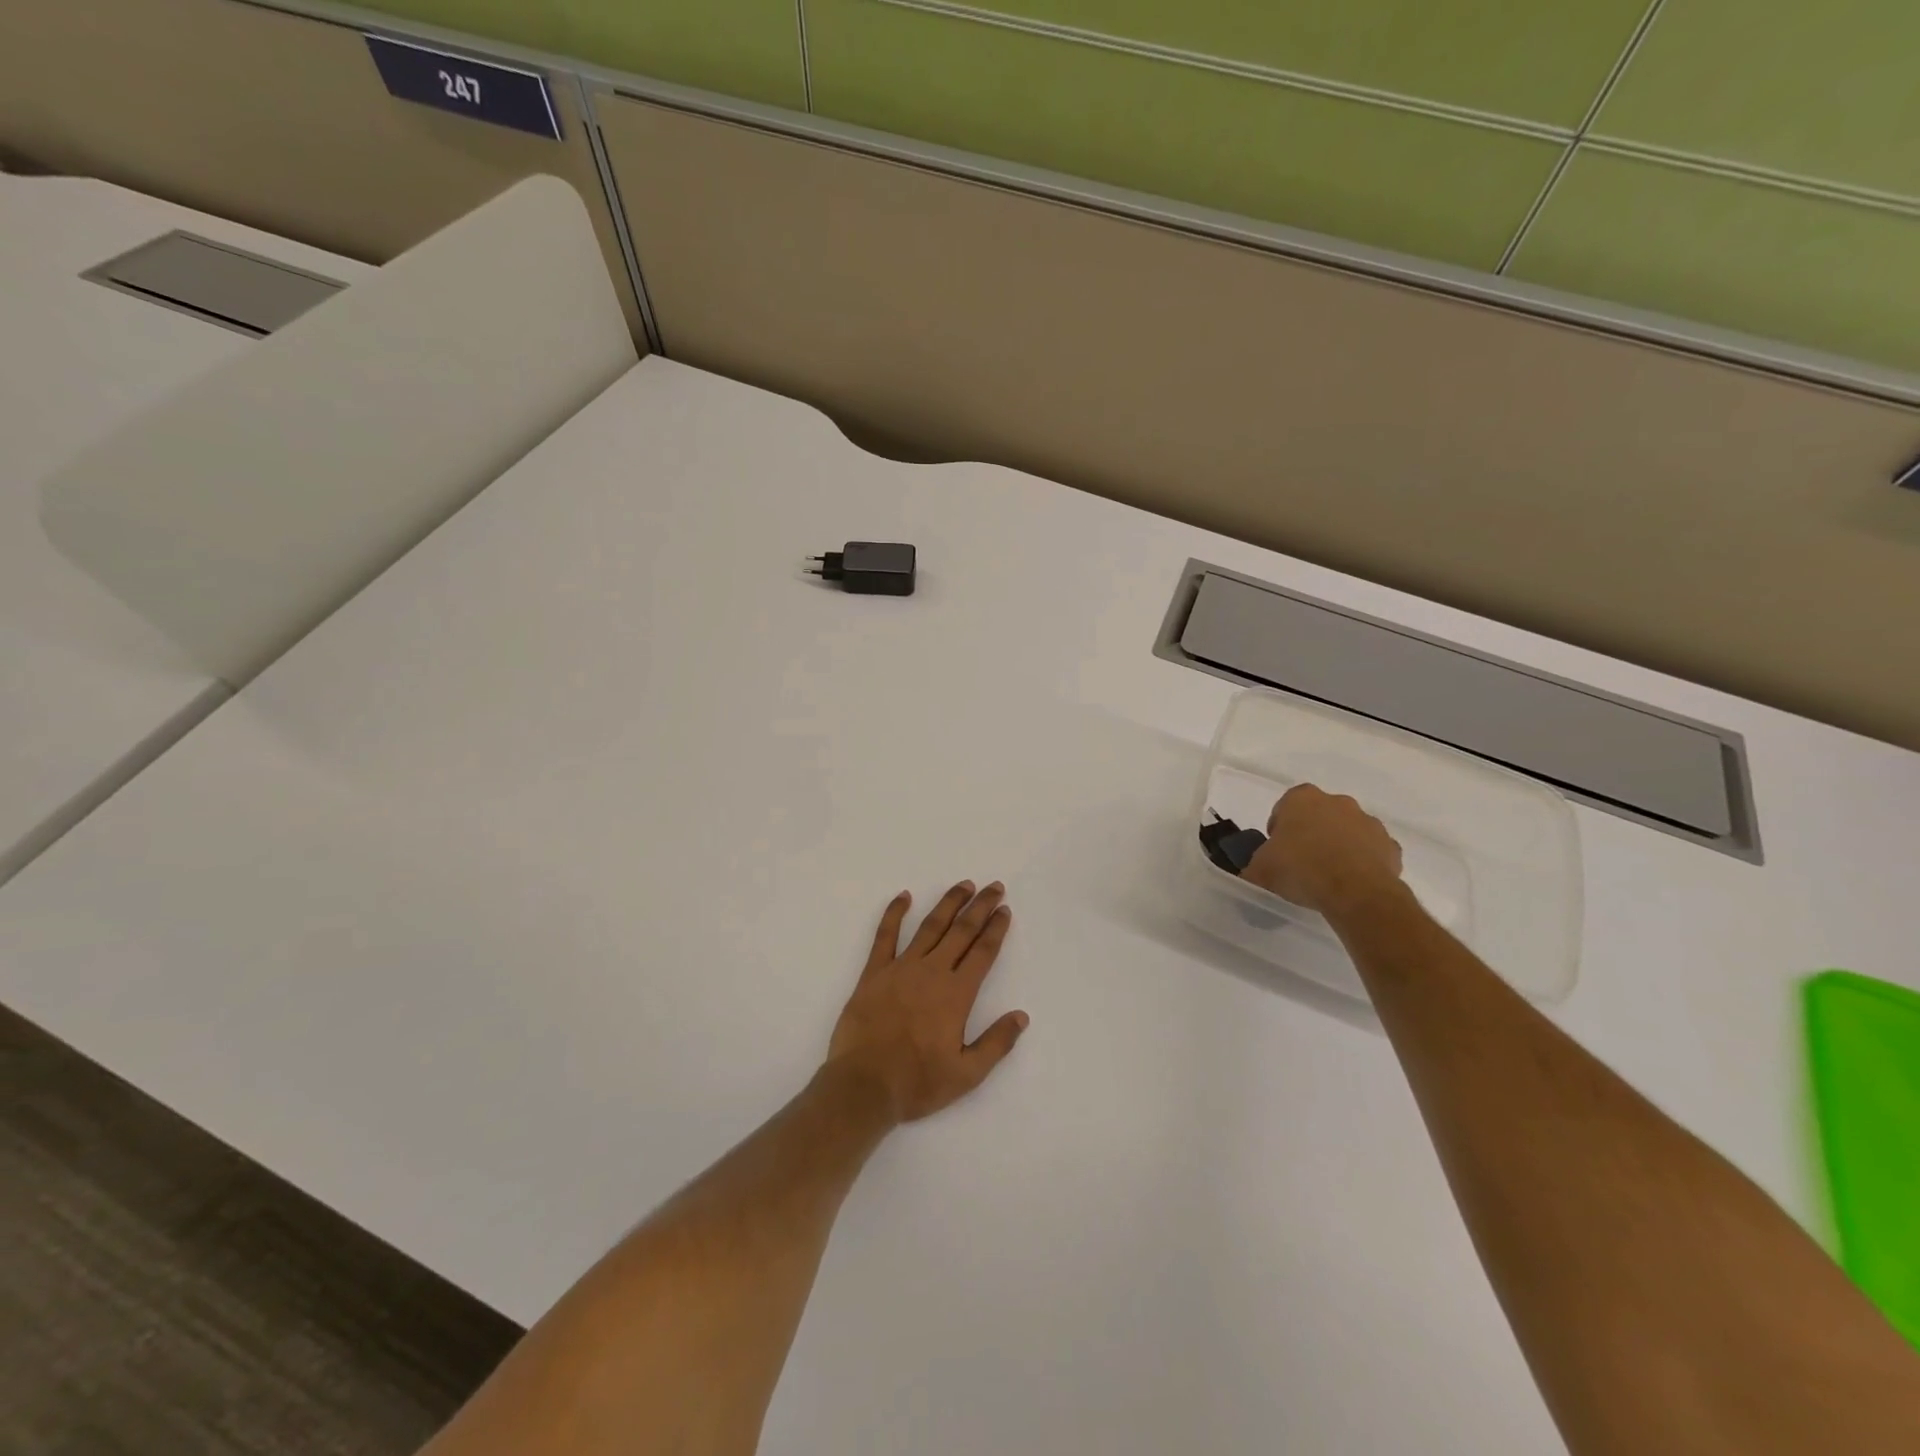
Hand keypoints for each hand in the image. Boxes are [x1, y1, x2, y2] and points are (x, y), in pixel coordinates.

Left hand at [826, 882, 1029, 1124]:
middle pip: (961, 931)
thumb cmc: (917, 1083)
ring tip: (963, 886)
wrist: (863, 1086)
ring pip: (930, 926)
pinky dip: (894, 913)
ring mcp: (901, 968)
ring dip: (948, 903)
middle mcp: (932, 972)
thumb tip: (1021, 1016)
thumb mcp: (967, 1074)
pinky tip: (904, 896)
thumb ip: (996, 1043)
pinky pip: (885, 936)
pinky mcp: (874, 973)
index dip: (996, 929)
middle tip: (994, 887)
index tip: (1005, 911)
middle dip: (980, 907)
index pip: (983, 953)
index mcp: (956, 994)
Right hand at [1243, 784, 1404, 918]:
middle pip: (1319, 815)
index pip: (1285, 806)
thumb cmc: (1301, 869)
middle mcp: (1337, 802)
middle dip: (1311, 833)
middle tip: (1301, 862)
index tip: (1277, 849)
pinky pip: (1371, 851)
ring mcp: (1368, 822)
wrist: (1356, 892)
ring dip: (1339, 846)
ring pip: (1348, 831)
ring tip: (1328, 876)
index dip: (1279, 828)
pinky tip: (1352, 883)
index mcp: (1302, 798)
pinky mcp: (1390, 846)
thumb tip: (1253, 873)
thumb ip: (1254, 866)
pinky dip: (1363, 862)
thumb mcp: (1260, 870)